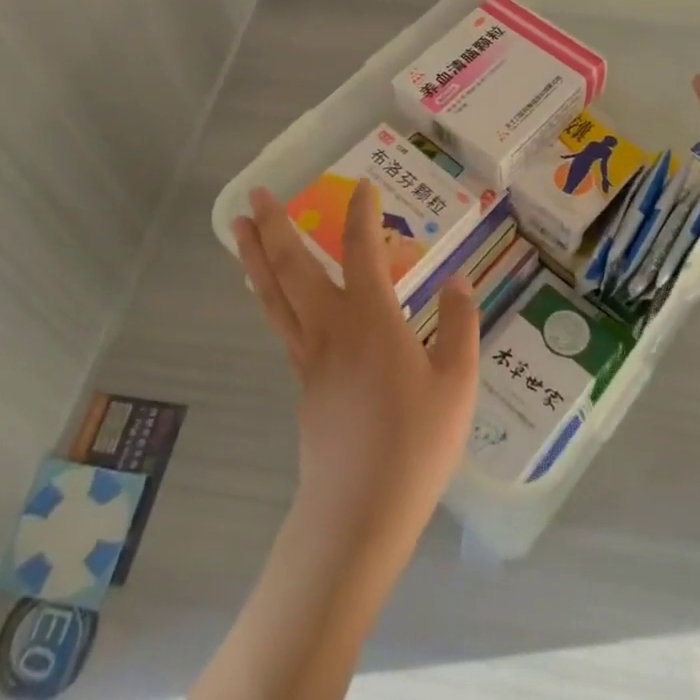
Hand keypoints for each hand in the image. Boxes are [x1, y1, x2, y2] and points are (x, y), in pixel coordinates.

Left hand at [234, 183, 479, 551]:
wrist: (358, 513)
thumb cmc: (415, 445)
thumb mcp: (457, 383)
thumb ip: (458, 324)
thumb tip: (457, 279)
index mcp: (371, 318)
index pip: (362, 249)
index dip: (362, 213)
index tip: (364, 186)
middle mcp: (331, 326)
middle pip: (294, 266)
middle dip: (275, 224)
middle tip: (257, 192)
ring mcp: (309, 356)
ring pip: (274, 294)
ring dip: (256, 256)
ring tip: (240, 226)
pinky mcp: (302, 383)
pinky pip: (280, 323)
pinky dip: (269, 294)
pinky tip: (271, 292)